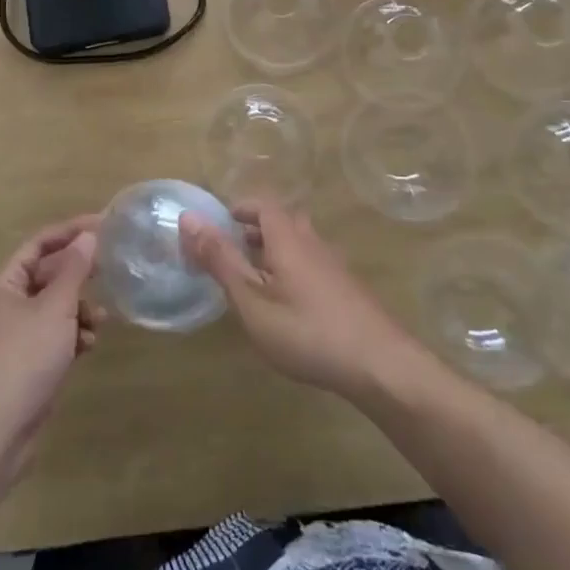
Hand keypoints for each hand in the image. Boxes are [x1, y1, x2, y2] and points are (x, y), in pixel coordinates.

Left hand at [0, 216, 105, 478]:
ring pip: (53, 308)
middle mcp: (5, 305)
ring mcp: (13, 337)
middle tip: (111, 269)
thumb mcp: (54, 309)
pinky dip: (71, 335)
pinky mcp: (24, 364)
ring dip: (78, 309)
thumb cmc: (22, 360)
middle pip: (46, 275)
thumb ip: (74, 271)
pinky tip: (88, 347)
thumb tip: (88, 237)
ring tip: (101, 320)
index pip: (38, 244)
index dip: (70, 231)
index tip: (103, 225)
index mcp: (4, 285)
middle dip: (78, 275)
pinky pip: (52, 336)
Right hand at [181, 202, 424, 401]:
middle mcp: (312, 242)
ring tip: (252, 280)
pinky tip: (286, 306)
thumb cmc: (307, 330)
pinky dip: (291, 271)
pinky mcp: (347, 290)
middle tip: (229, 252)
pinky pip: (311, 265)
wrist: (381, 365)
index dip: (239, 208)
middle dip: (253, 230)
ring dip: (272, 251)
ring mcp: (334, 266)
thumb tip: (188, 218)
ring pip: (298, 244)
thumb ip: (220, 260)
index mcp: (287, 238)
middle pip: (281, 221)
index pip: (262, 203)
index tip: (217, 224)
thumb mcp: (252, 299)